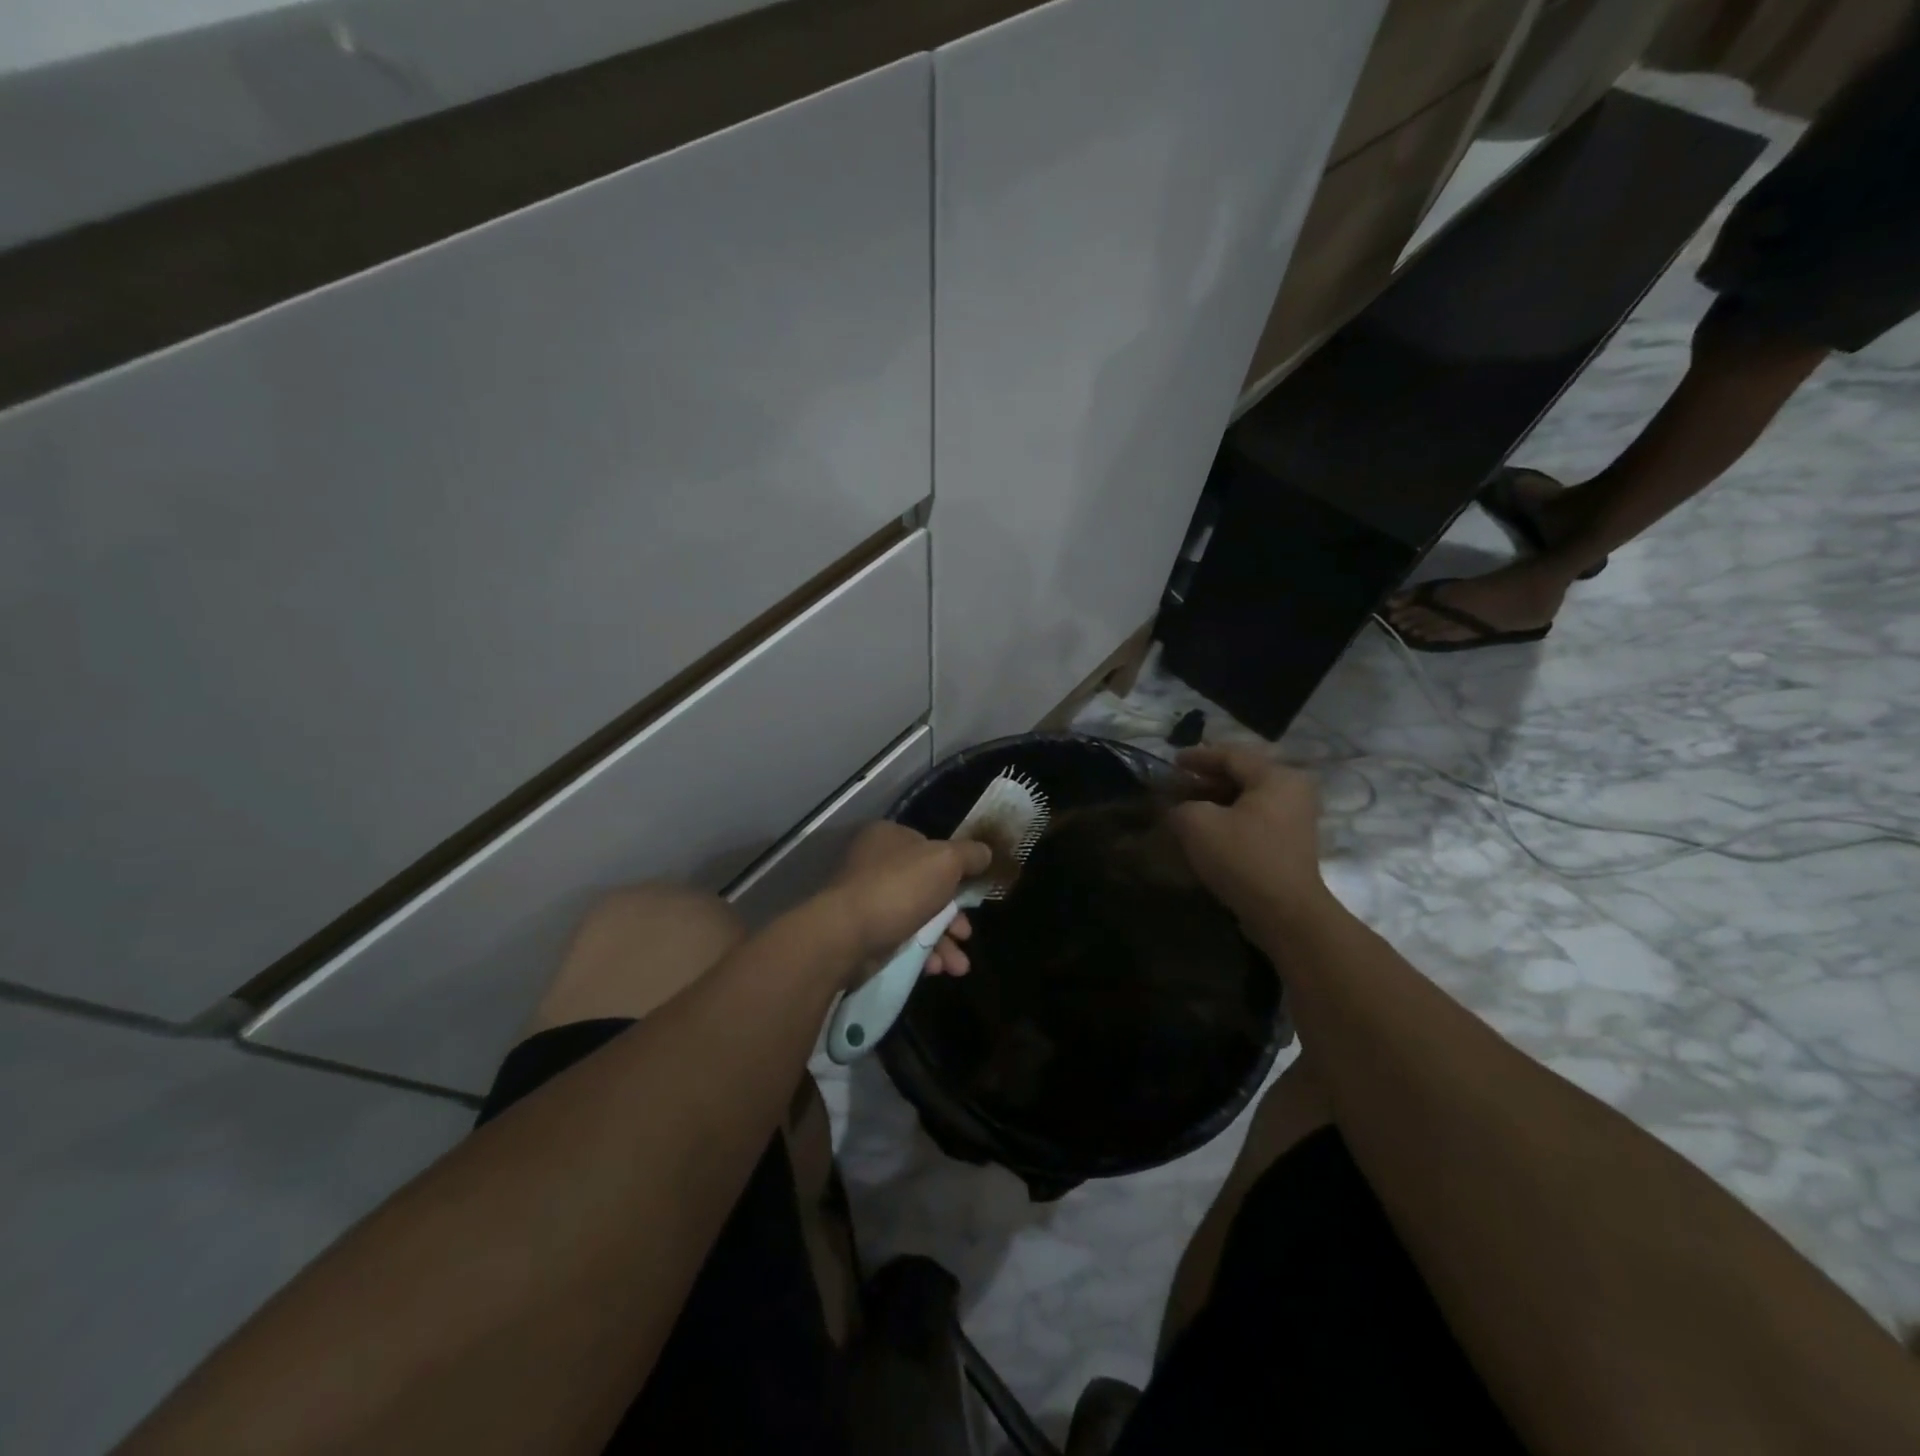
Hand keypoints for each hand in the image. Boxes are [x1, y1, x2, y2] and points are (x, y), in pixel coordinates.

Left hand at [824, 821, 989, 980]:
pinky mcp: (864, 933)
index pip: (931, 847)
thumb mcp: (946, 861)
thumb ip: (970, 855)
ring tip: (958, 966)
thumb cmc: (899, 888)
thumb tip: (986, 853)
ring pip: (918, 917)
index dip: (956, 870)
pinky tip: (935, 969)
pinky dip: (922, 953)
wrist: (846, 936)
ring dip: (943, 942)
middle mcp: (875, 864)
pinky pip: (901, 940)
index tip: (973, 894)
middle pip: (928, 887)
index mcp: (890, 837)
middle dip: (953, 917)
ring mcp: (868, 899)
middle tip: (966, 934)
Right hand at [1169, 745, 1329, 927]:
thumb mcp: (1197, 824)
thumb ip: (1181, 806)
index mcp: (1276, 777)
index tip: (1173, 761)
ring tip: (1187, 807)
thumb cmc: (1242, 858)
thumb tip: (1179, 809)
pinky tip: (1208, 830)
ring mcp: (1295, 819)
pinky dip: (1230, 818)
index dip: (1198, 757)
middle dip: (1207, 779)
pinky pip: (1255, 819)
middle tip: (1177, 785)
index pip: (1231, 755)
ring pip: (1248, 799)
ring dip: (1216, 800)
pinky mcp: (1291, 844)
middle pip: (1242, 775)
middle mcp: (1292, 791)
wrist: (1285, 913)